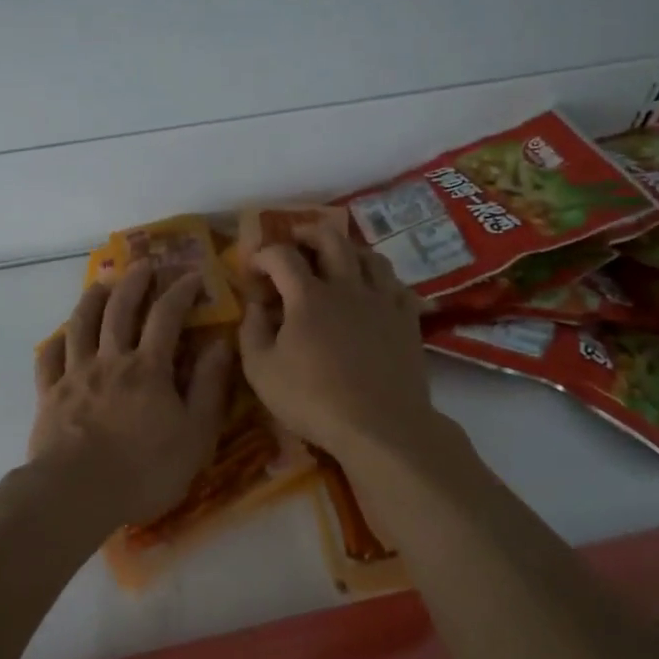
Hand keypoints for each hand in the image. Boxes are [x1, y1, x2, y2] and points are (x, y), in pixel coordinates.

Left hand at [30, 263, 233, 529]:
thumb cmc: (144, 469)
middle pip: (120, 309)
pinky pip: (49, 358)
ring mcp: (75, 374)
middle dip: (134, 282)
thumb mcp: (195, 434)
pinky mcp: (49, 394)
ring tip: (101, 284)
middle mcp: (110, 360)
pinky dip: (56, 341)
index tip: (192, 276)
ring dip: (92, 299)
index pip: (166, 316)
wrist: (77, 492)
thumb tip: (220, 344)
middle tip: (143, 263)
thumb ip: (209, 387)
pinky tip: (60, 336)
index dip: (180, 291)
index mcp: (148, 368)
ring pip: (81, 324)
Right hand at [238, 230, 435, 461]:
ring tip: (337, 260)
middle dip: (307, 233)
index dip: (262, 255)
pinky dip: (381, 280)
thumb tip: (255, 307)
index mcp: (308, 297)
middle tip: (295, 241)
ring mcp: (382, 301)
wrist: (380, 426)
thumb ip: (251, 332)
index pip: (282, 256)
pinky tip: (374, 291)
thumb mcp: (261, 372)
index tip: (252, 270)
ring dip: (348, 250)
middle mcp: (347, 287)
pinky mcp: (407, 320)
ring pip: (370, 255)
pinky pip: (397, 285)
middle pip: (331, 239)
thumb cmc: (313, 400)